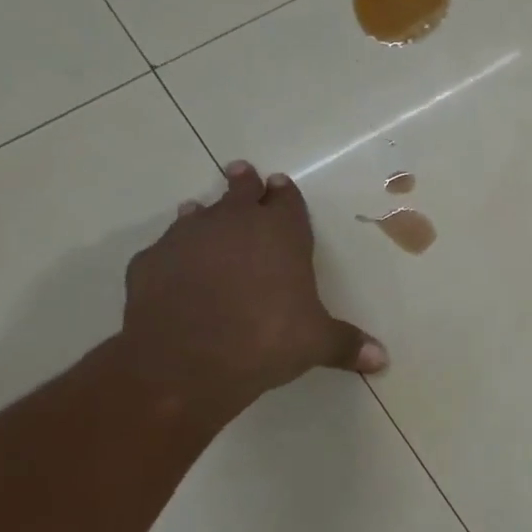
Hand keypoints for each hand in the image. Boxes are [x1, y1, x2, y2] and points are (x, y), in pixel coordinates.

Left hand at [119, 160, 386, 417]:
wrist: (187, 359)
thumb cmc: (267, 339)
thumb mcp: (317, 343)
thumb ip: (347, 344)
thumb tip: (381, 359)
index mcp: (281, 234)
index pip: (286, 202)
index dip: (284, 194)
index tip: (279, 184)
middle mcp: (233, 224)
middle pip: (239, 192)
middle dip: (243, 183)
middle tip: (242, 172)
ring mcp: (186, 238)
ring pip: (198, 214)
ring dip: (205, 213)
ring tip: (202, 210)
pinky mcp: (150, 262)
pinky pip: (166, 248)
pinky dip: (175, 252)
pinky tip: (176, 265)